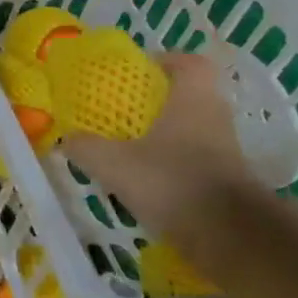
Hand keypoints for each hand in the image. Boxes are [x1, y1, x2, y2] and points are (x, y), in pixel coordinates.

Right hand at [62, 53, 252, 235]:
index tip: (140, 71)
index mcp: (192, 101)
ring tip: (131, 148)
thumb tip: (66, 138)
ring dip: (167, 134)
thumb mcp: (113, 164)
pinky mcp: (228, 181)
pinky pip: (197, 160)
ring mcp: (226, 152)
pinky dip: (174, 164)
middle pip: (191, 96)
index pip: (190, 63)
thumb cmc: (171, 182)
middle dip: (159, 101)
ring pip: (194, 130)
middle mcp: (215, 119)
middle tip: (125, 111)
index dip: (166, 61)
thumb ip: (85, 147)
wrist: (231, 237)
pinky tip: (148, 180)